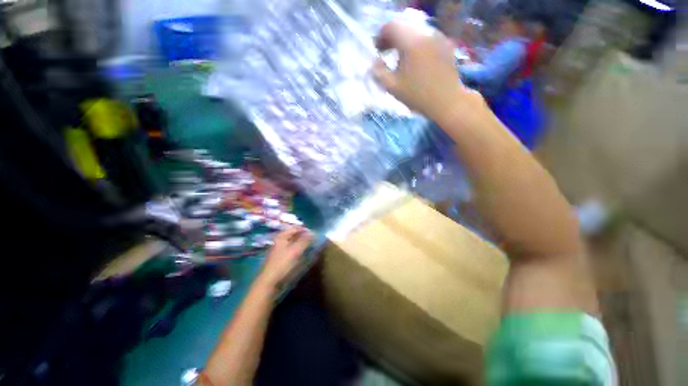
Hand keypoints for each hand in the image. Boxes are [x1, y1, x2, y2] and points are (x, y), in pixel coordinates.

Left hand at [259, 227, 312, 286]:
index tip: (315, 233)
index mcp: (282, 237)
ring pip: (294, 244)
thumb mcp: (295, 251)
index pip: (296, 228)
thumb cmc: (282, 265)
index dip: (305, 229)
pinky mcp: (281, 259)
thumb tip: (313, 232)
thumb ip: (305, 240)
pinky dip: (299, 251)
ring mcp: (280, 250)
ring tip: (311, 247)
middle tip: (314, 240)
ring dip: (302, 244)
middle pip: (294, 235)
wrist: (268, 283)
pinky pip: (292, 251)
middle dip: (304, 236)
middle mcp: (280, 241)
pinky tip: (304, 255)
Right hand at [372, 21, 480, 123]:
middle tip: (386, 53)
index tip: (378, 51)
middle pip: (404, 27)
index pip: (391, 27)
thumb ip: (379, 72)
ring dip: (405, 42)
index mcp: (411, 42)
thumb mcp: (392, 87)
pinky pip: (427, 38)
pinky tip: (416, 61)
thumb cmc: (417, 96)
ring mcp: (438, 37)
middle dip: (392, 39)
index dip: (380, 37)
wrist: (446, 101)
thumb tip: (375, 62)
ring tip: (401, 59)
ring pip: (416, 32)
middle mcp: (425, 33)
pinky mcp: (446, 44)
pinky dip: (417, 45)